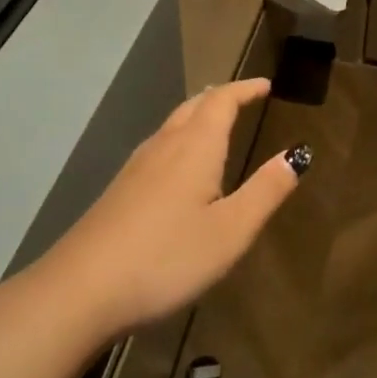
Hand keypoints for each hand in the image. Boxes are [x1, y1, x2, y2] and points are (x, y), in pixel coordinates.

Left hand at [37, 78, 304, 338]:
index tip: (265, 85)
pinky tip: (178, 166)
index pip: (222, 101)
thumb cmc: (166, 257)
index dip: (245, 89)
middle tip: (243, 97)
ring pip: (172, 125)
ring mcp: (135, 168)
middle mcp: (164, 146)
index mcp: (195, 147)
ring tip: (215, 123)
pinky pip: (158, 147)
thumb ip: (266, 191)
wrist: (78, 292)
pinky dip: (180, 138)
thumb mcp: (231, 231)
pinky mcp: (119, 191)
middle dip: (221, 97)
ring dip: (198, 115)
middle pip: (194, 106)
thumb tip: (297, 154)